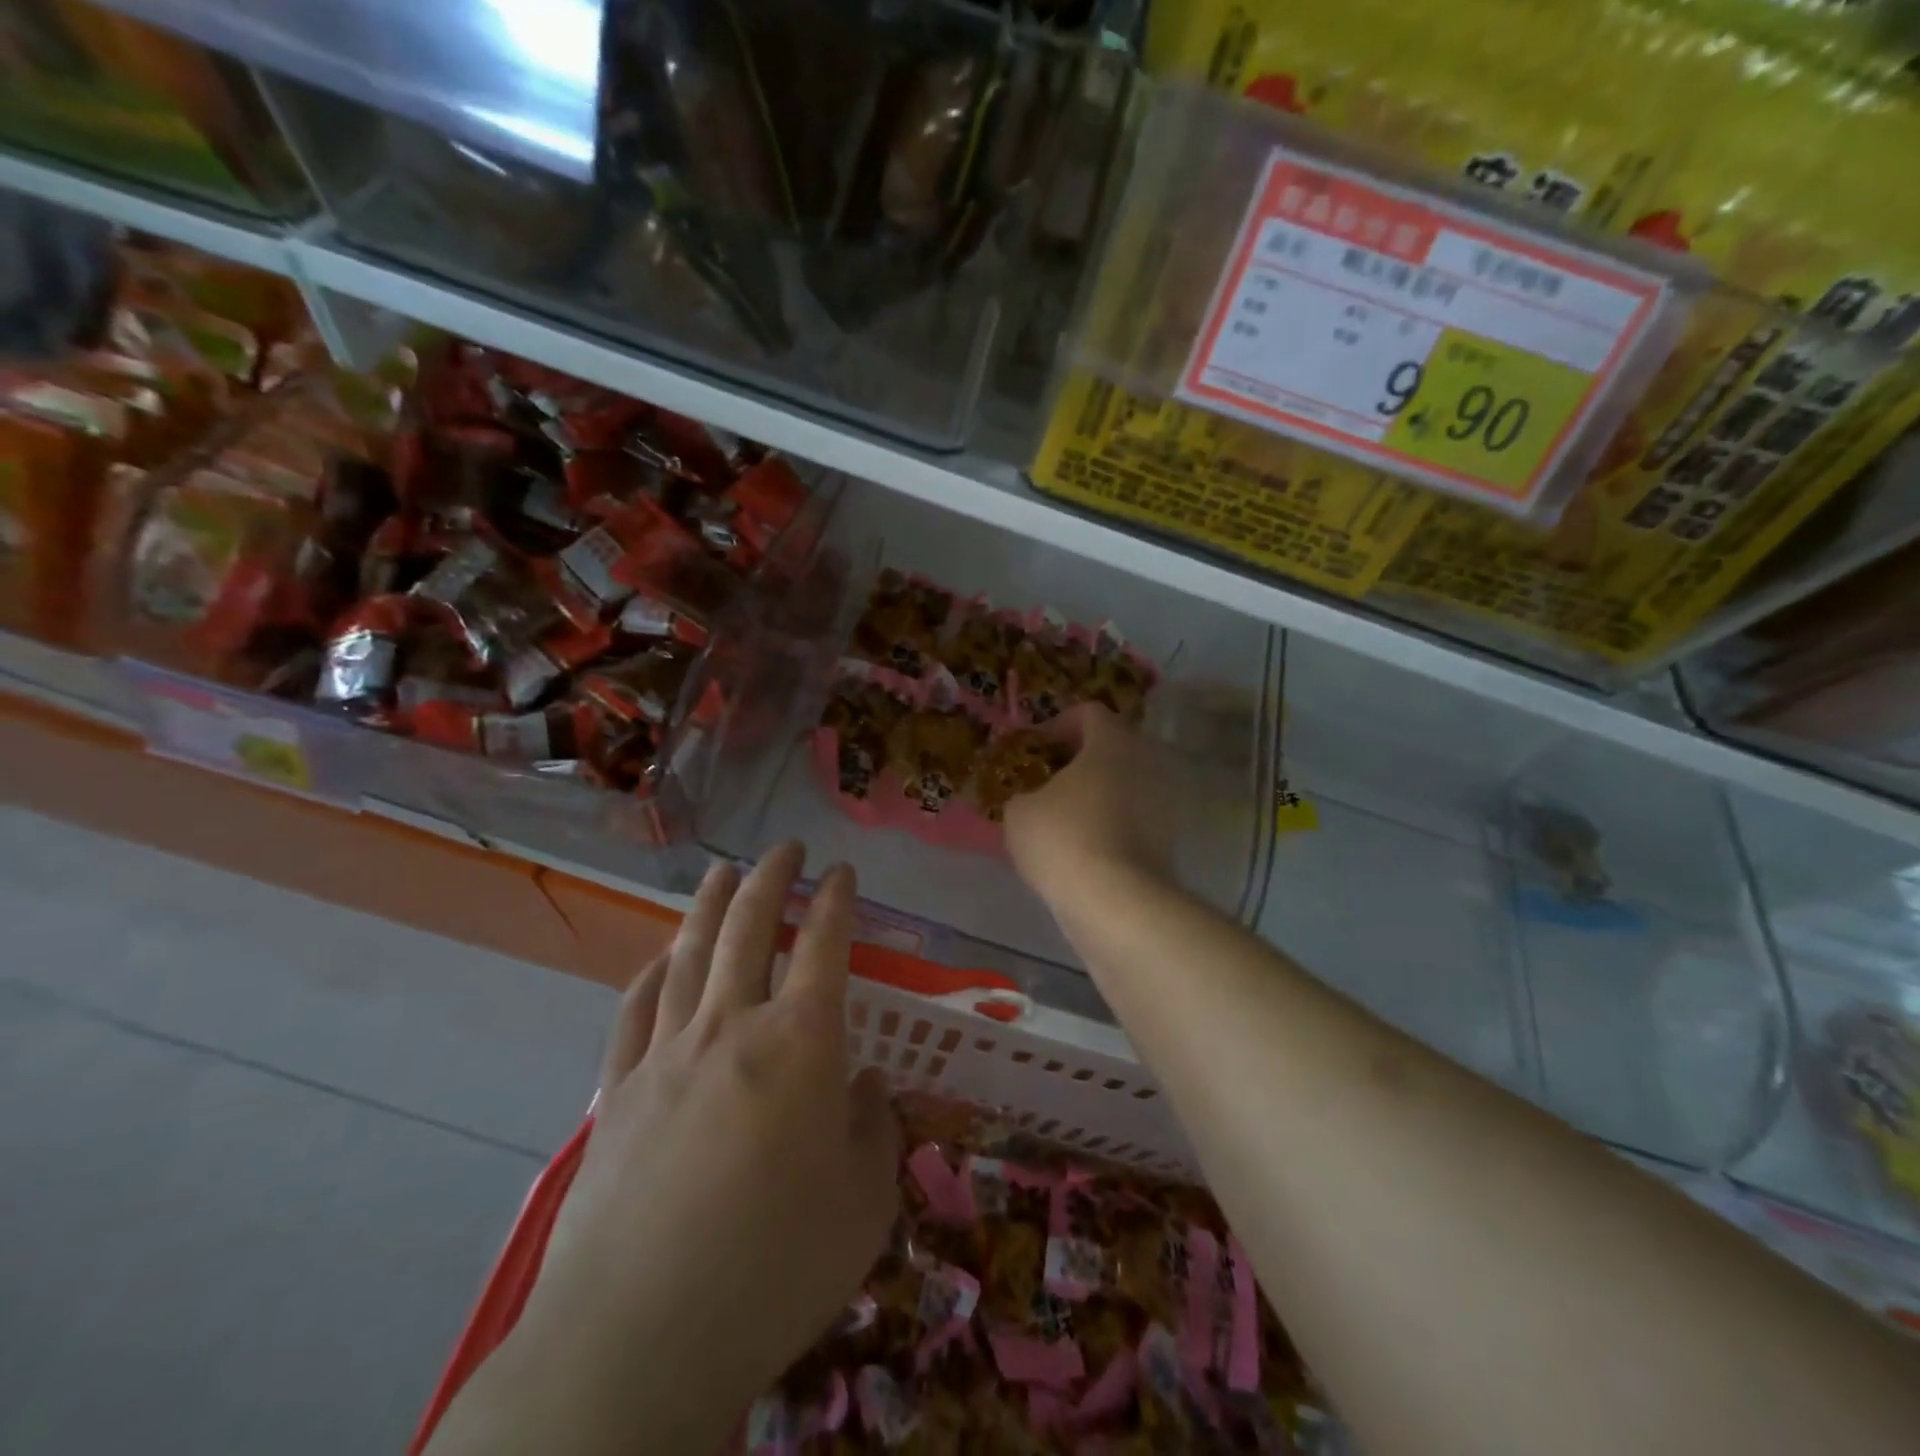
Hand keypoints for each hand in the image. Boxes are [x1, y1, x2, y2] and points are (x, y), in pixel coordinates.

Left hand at [435, 845, 899, 1455]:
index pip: (824, 944)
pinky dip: (651, 974)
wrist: (639, 1339)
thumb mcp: (865, 1203)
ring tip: (722, 870)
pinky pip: (636, 1011)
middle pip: (750, 928)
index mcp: (801, 1043)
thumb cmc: (776, 1267)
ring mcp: (667, 1054)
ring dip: (710, 905)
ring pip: (690, 954)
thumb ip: (875, 1129)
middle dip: (772, 878)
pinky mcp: (618, 1092)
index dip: (836, 900)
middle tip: (785, 847)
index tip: (842, 871)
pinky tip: (659, 959)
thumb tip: (866, 1086)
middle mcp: (732, 1027)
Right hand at [1004, 704, 1178, 904]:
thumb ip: (1024, 794)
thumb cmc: (1063, 838)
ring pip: (1126, 785)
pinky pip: (1135, 819)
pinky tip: (1084, 850)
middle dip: (1081, 761)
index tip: (1037, 749)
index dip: (1059, 724)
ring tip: (1064, 819)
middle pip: (1113, 748)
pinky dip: (1112, 826)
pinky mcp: (1170, 841)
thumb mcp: (1019, 811)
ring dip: (1099, 795)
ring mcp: (1165, 803)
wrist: (1116, 902)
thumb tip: (1033, 800)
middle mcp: (1147, 762)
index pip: (1090, 713)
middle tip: (1049, 782)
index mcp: (1112, 742)